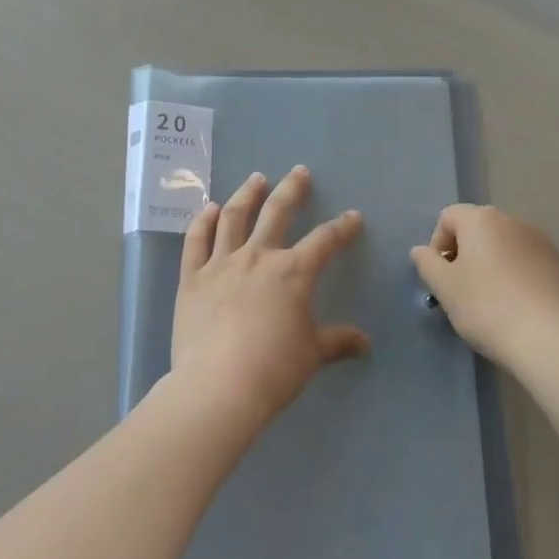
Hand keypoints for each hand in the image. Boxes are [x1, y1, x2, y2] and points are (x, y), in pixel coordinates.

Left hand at [169, 167, 369, 431]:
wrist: (218, 386)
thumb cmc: (273, 370)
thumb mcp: (312, 355)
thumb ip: (338, 342)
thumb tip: (366, 344)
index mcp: (293, 272)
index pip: (325, 241)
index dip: (342, 227)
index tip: (353, 216)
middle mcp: (258, 257)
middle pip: (277, 212)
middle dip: (292, 189)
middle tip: (299, 172)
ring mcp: (221, 263)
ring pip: (234, 217)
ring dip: (246, 194)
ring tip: (255, 179)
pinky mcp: (192, 277)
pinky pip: (196, 241)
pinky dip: (201, 221)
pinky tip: (206, 208)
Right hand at [410, 204, 558, 367]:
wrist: (548, 339)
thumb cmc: (486, 307)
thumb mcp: (444, 287)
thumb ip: (427, 263)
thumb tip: (420, 251)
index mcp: (481, 219)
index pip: (448, 217)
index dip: (437, 244)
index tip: (441, 276)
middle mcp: (513, 221)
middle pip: (478, 228)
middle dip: (466, 253)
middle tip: (462, 288)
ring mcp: (542, 241)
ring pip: (505, 245)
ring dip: (493, 263)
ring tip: (492, 299)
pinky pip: (529, 262)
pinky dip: (518, 276)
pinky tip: (519, 306)